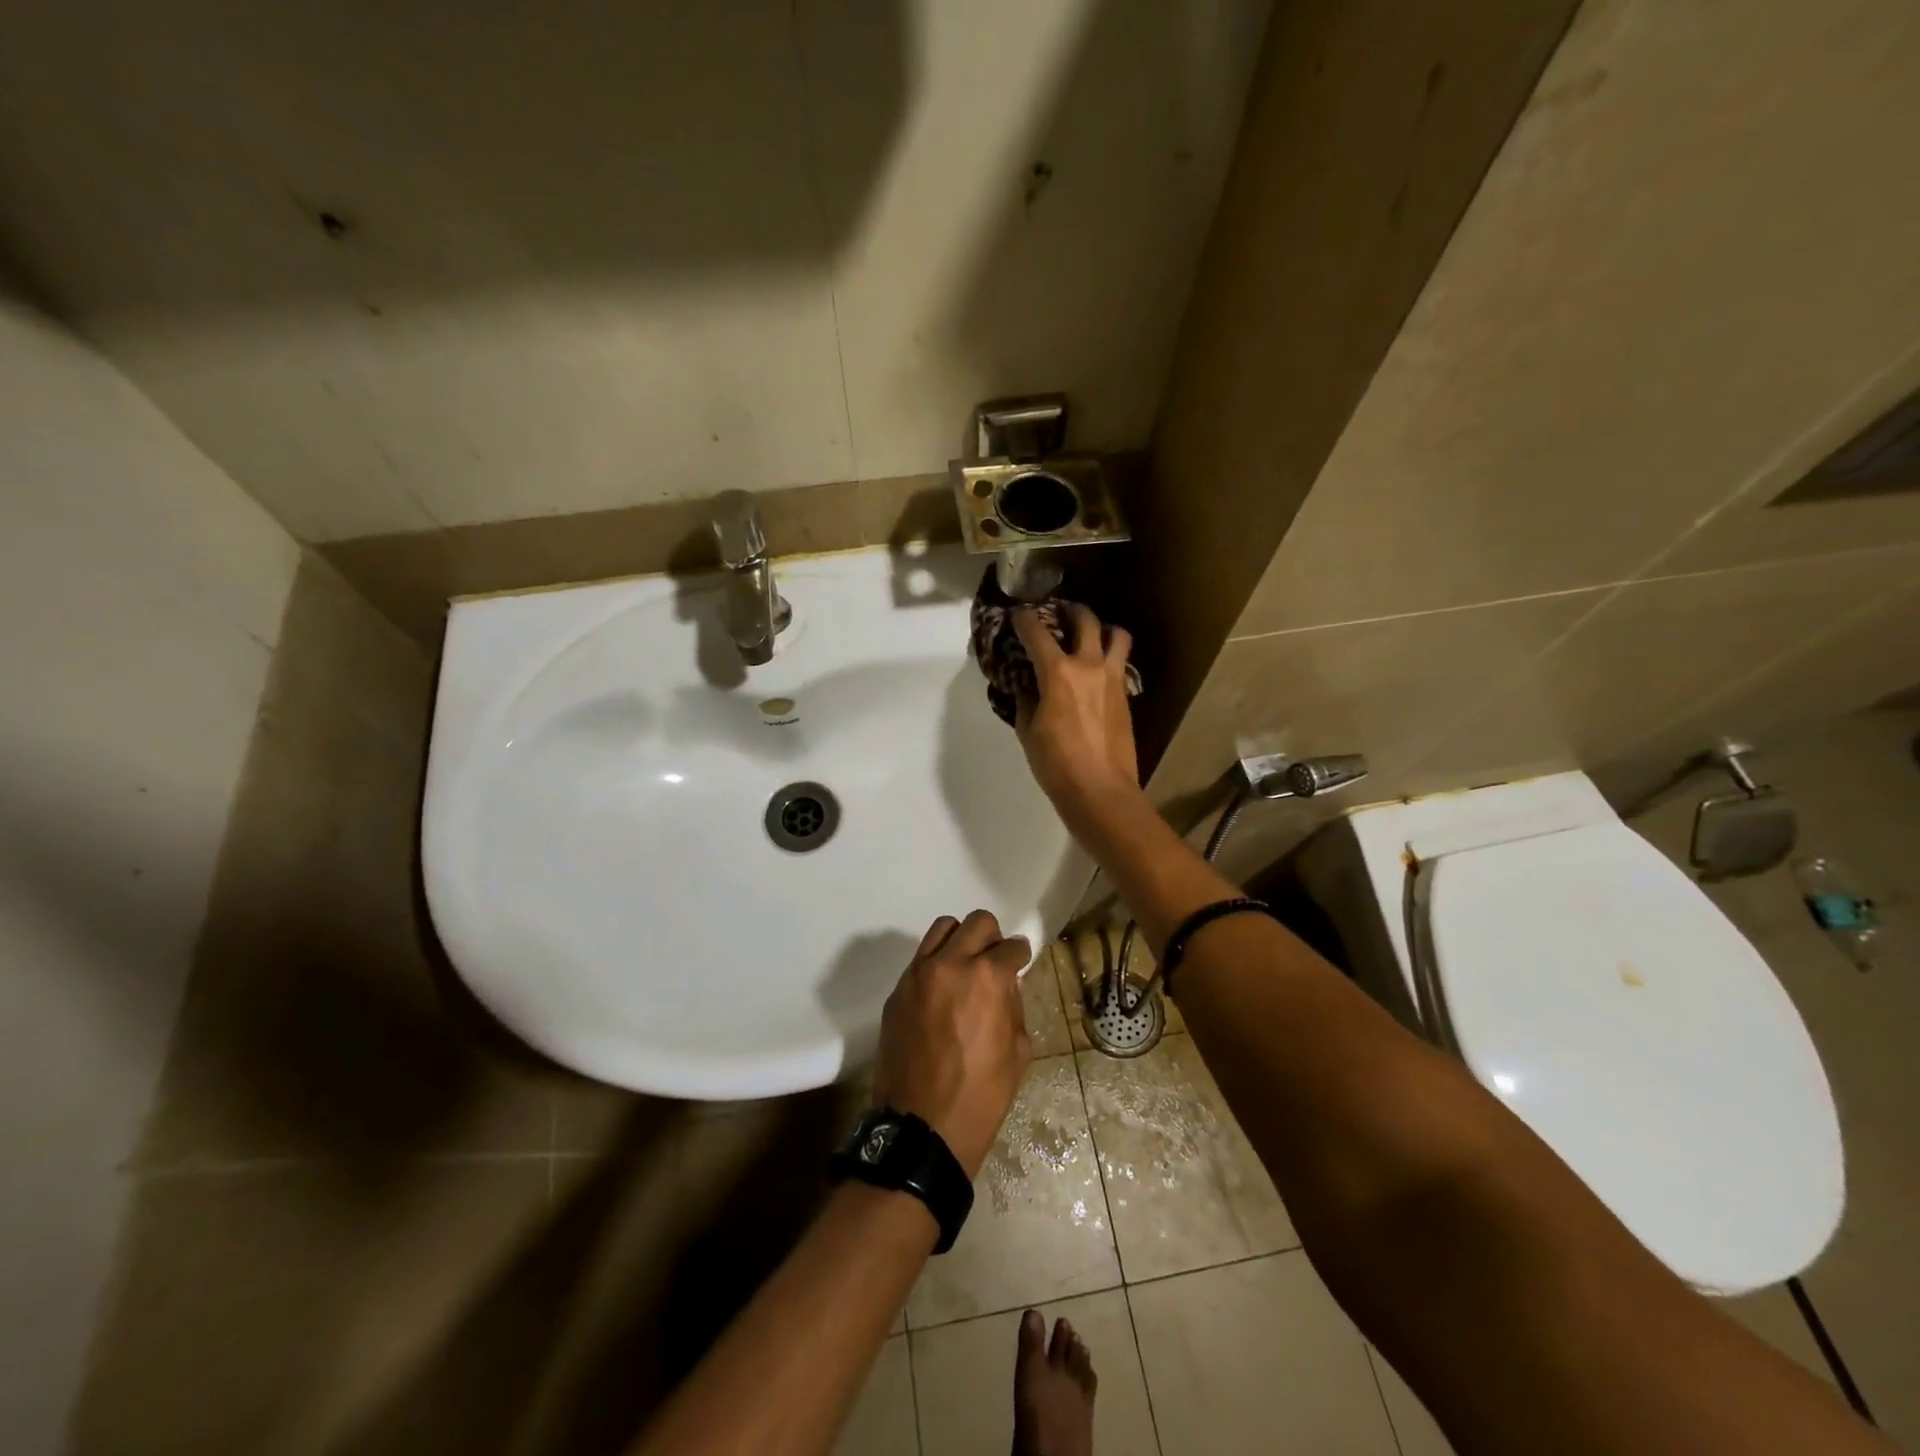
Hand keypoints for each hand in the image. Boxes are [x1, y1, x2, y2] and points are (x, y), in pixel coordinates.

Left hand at [872, 910, 1033, 1177]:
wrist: (921, 1128)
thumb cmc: (980, 1096)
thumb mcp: (1018, 1053)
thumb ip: (1013, 1006)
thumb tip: (1005, 984)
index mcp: (987, 979)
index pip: (1011, 947)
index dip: (1020, 955)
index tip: (1020, 962)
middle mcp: (950, 964)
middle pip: (976, 922)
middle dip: (992, 938)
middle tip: (994, 961)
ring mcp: (917, 975)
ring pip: (943, 929)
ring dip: (960, 940)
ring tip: (966, 967)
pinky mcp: (897, 991)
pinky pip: (920, 959)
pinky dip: (936, 964)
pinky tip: (942, 992)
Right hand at [1012, 604, 1142, 828]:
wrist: (1101, 791)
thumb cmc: (1056, 764)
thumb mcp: (1029, 732)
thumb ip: (1027, 702)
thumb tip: (1029, 689)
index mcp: (1058, 673)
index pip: (1037, 633)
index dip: (1024, 619)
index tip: (1017, 615)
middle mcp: (1089, 666)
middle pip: (1085, 621)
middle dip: (1070, 611)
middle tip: (1060, 612)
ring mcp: (1113, 679)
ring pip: (1117, 636)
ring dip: (1103, 629)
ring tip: (1091, 635)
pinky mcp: (1126, 696)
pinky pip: (1121, 663)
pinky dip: (1110, 658)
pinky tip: (1097, 671)